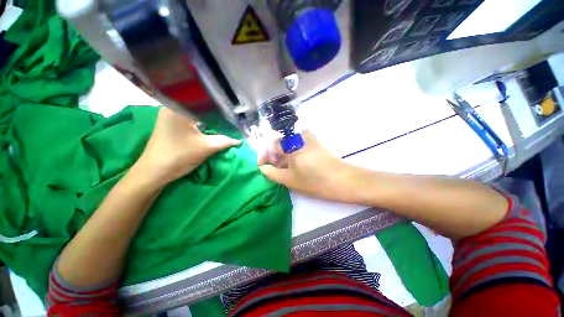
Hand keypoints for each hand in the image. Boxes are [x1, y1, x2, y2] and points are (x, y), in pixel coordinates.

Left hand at [134, 108, 240, 186]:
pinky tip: (213, 126)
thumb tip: (240, 139)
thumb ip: (226, 141)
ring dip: (210, 119)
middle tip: (233, 117)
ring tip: (226, 121)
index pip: (206, 103)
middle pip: (201, 107)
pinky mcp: (172, 124)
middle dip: (217, 114)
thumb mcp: (206, 147)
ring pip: (197, 113)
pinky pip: (192, 119)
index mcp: (179, 107)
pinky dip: (203, 123)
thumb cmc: (179, 156)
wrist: (154, 172)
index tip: (235, 114)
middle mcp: (173, 107)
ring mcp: (171, 115)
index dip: (222, 109)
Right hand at [258, 131, 357, 201]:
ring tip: (283, 168)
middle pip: (280, 144)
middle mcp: (298, 138)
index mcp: (291, 145)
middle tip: (273, 169)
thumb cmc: (315, 182)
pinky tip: (295, 163)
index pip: (271, 146)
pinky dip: (293, 152)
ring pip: (288, 145)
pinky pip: (298, 145)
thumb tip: (263, 168)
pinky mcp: (315, 143)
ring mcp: (308, 139)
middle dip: (273, 156)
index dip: (265, 156)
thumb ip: (273, 173)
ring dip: (283, 155)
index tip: (262, 166)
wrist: (343, 180)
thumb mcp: (290, 180)